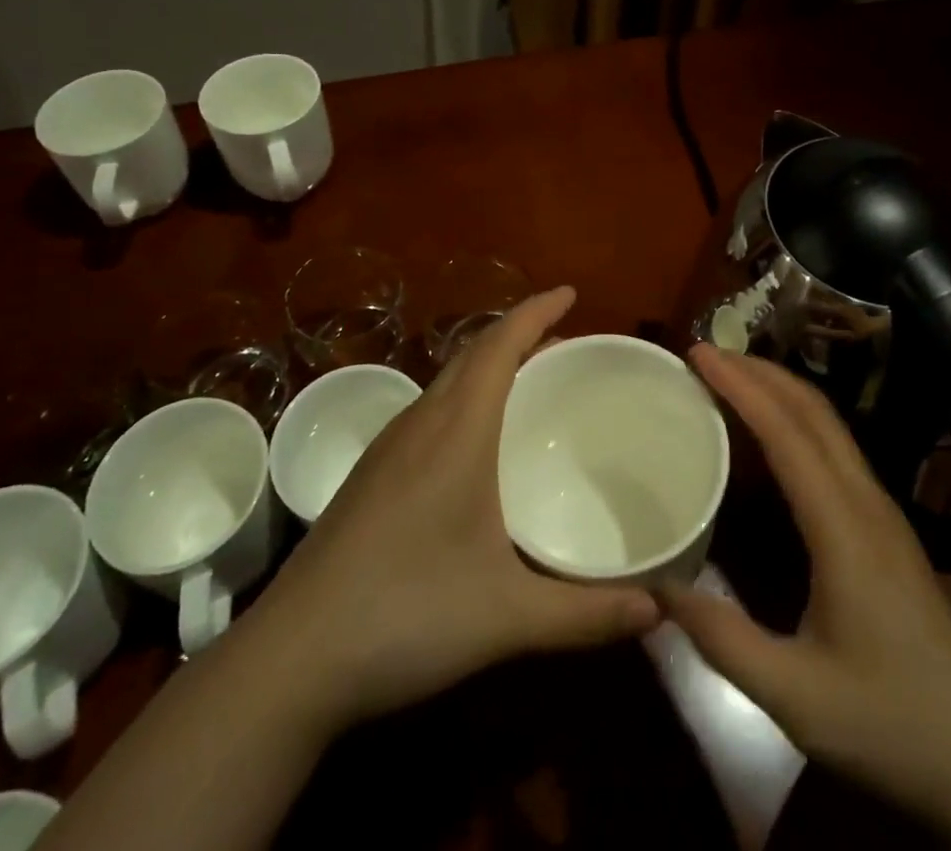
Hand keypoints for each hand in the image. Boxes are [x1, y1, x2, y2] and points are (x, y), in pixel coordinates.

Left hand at [247, 287, 660, 731]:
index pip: (499, 346)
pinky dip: (465, 398)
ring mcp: (388, 448)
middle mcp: (420, 423)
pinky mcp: (370, 475)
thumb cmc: (405, 616)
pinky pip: (429, 410)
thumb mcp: (507, 617)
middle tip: (564, 344)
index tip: (570, 292)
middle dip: (518, 335)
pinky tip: (476, 444)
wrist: (291, 658)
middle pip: (472, 353)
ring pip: (447, 380)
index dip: (535, 312)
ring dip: (489, 365)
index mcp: (456, 431)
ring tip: (528, 383)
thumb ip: (587, 614)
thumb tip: (659, 610)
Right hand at [662, 348, 950, 848]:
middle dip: (761, 371)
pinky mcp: (886, 528)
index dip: (742, 386)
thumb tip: (657, 588)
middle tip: (706, 354)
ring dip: (780, 389)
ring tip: (731, 377)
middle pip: (814, 411)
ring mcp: (882, 512)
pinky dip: (796, 419)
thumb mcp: (795, 698)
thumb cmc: (890, 725)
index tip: (700, 354)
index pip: (787, 433)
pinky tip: (771, 435)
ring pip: (829, 425)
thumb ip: (723, 640)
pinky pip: (835, 449)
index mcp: (844, 528)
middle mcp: (866, 502)